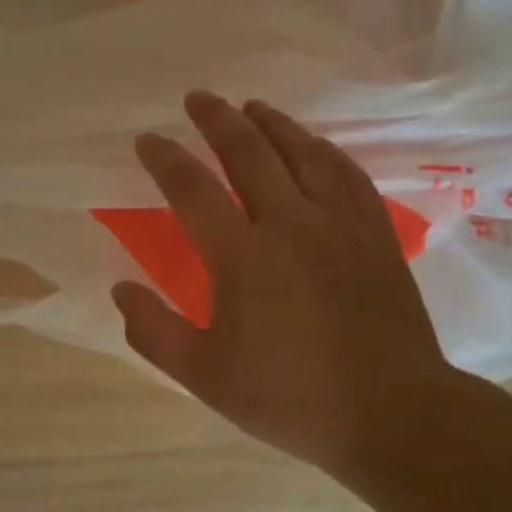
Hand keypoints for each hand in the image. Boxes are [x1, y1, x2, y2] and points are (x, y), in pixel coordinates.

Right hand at [113, 90, 473, 483]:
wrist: (392, 414)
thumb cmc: (290, 398)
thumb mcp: (204, 377)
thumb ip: (154, 330)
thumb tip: (119, 289)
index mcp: (242, 256)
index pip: (192, 189)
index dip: (165, 159)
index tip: (147, 139)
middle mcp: (291, 224)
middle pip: (250, 153)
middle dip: (218, 120)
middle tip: (198, 98)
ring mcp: (340, 224)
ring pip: (303, 153)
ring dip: (272, 124)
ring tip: (251, 106)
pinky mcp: (376, 234)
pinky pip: (347, 174)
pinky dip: (324, 150)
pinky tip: (315, 145)